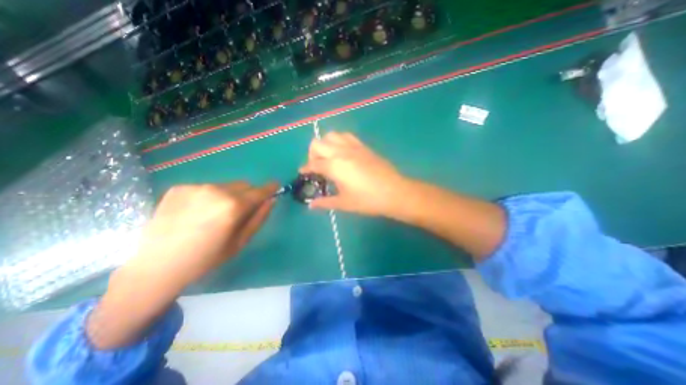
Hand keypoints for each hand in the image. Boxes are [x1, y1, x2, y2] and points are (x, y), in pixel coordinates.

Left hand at [126, 181, 277, 286]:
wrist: (157, 266)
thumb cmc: (206, 258)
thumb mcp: (240, 242)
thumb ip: (259, 218)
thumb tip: (271, 200)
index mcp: (233, 206)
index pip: (260, 191)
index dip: (270, 188)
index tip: (276, 186)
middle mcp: (217, 190)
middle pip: (244, 185)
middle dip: (248, 194)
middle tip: (241, 210)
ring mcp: (196, 187)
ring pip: (225, 185)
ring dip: (229, 195)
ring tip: (215, 213)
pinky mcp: (180, 188)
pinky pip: (206, 188)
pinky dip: (209, 196)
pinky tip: (196, 212)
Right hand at [299, 132, 405, 216]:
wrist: (394, 192)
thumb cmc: (367, 200)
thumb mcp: (344, 203)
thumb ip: (325, 202)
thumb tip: (311, 205)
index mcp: (334, 166)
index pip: (313, 164)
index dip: (305, 169)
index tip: (303, 173)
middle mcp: (340, 152)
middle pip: (317, 144)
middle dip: (312, 154)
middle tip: (317, 167)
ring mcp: (353, 147)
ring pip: (331, 135)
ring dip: (325, 145)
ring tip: (329, 158)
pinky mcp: (363, 146)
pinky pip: (346, 136)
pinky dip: (339, 141)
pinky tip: (343, 154)